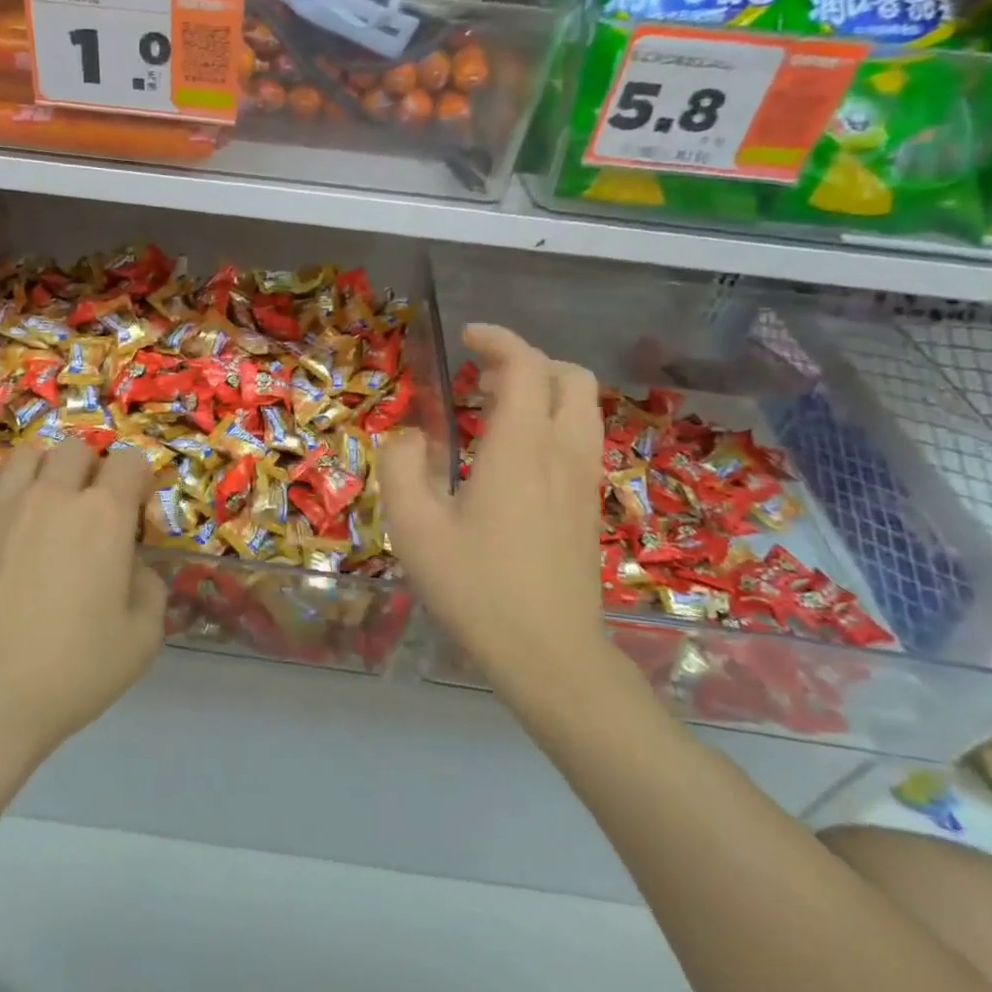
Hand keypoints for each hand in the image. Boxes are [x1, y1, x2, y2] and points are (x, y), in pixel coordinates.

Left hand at [0, 439, 166, 764]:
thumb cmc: (71, 672)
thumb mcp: (142, 639)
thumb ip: (149, 587)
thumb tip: (131, 565)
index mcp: (104, 515)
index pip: (130, 461)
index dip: (140, 480)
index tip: (138, 510)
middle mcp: (54, 496)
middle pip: (77, 448)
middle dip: (93, 470)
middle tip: (91, 509)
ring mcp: (1, 507)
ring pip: (27, 454)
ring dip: (45, 469)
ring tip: (45, 502)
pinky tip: (1, 510)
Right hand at [381, 324, 606, 699]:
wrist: (548, 654)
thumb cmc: (475, 588)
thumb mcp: (414, 527)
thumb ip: (401, 466)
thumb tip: (410, 436)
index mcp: (521, 447)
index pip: (526, 365)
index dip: (498, 340)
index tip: (466, 337)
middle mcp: (563, 452)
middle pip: (570, 377)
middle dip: (528, 361)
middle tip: (482, 376)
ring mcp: (584, 481)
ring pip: (583, 408)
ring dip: (545, 391)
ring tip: (496, 409)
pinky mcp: (589, 507)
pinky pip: (581, 440)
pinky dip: (553, 422)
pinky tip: (515, 456)